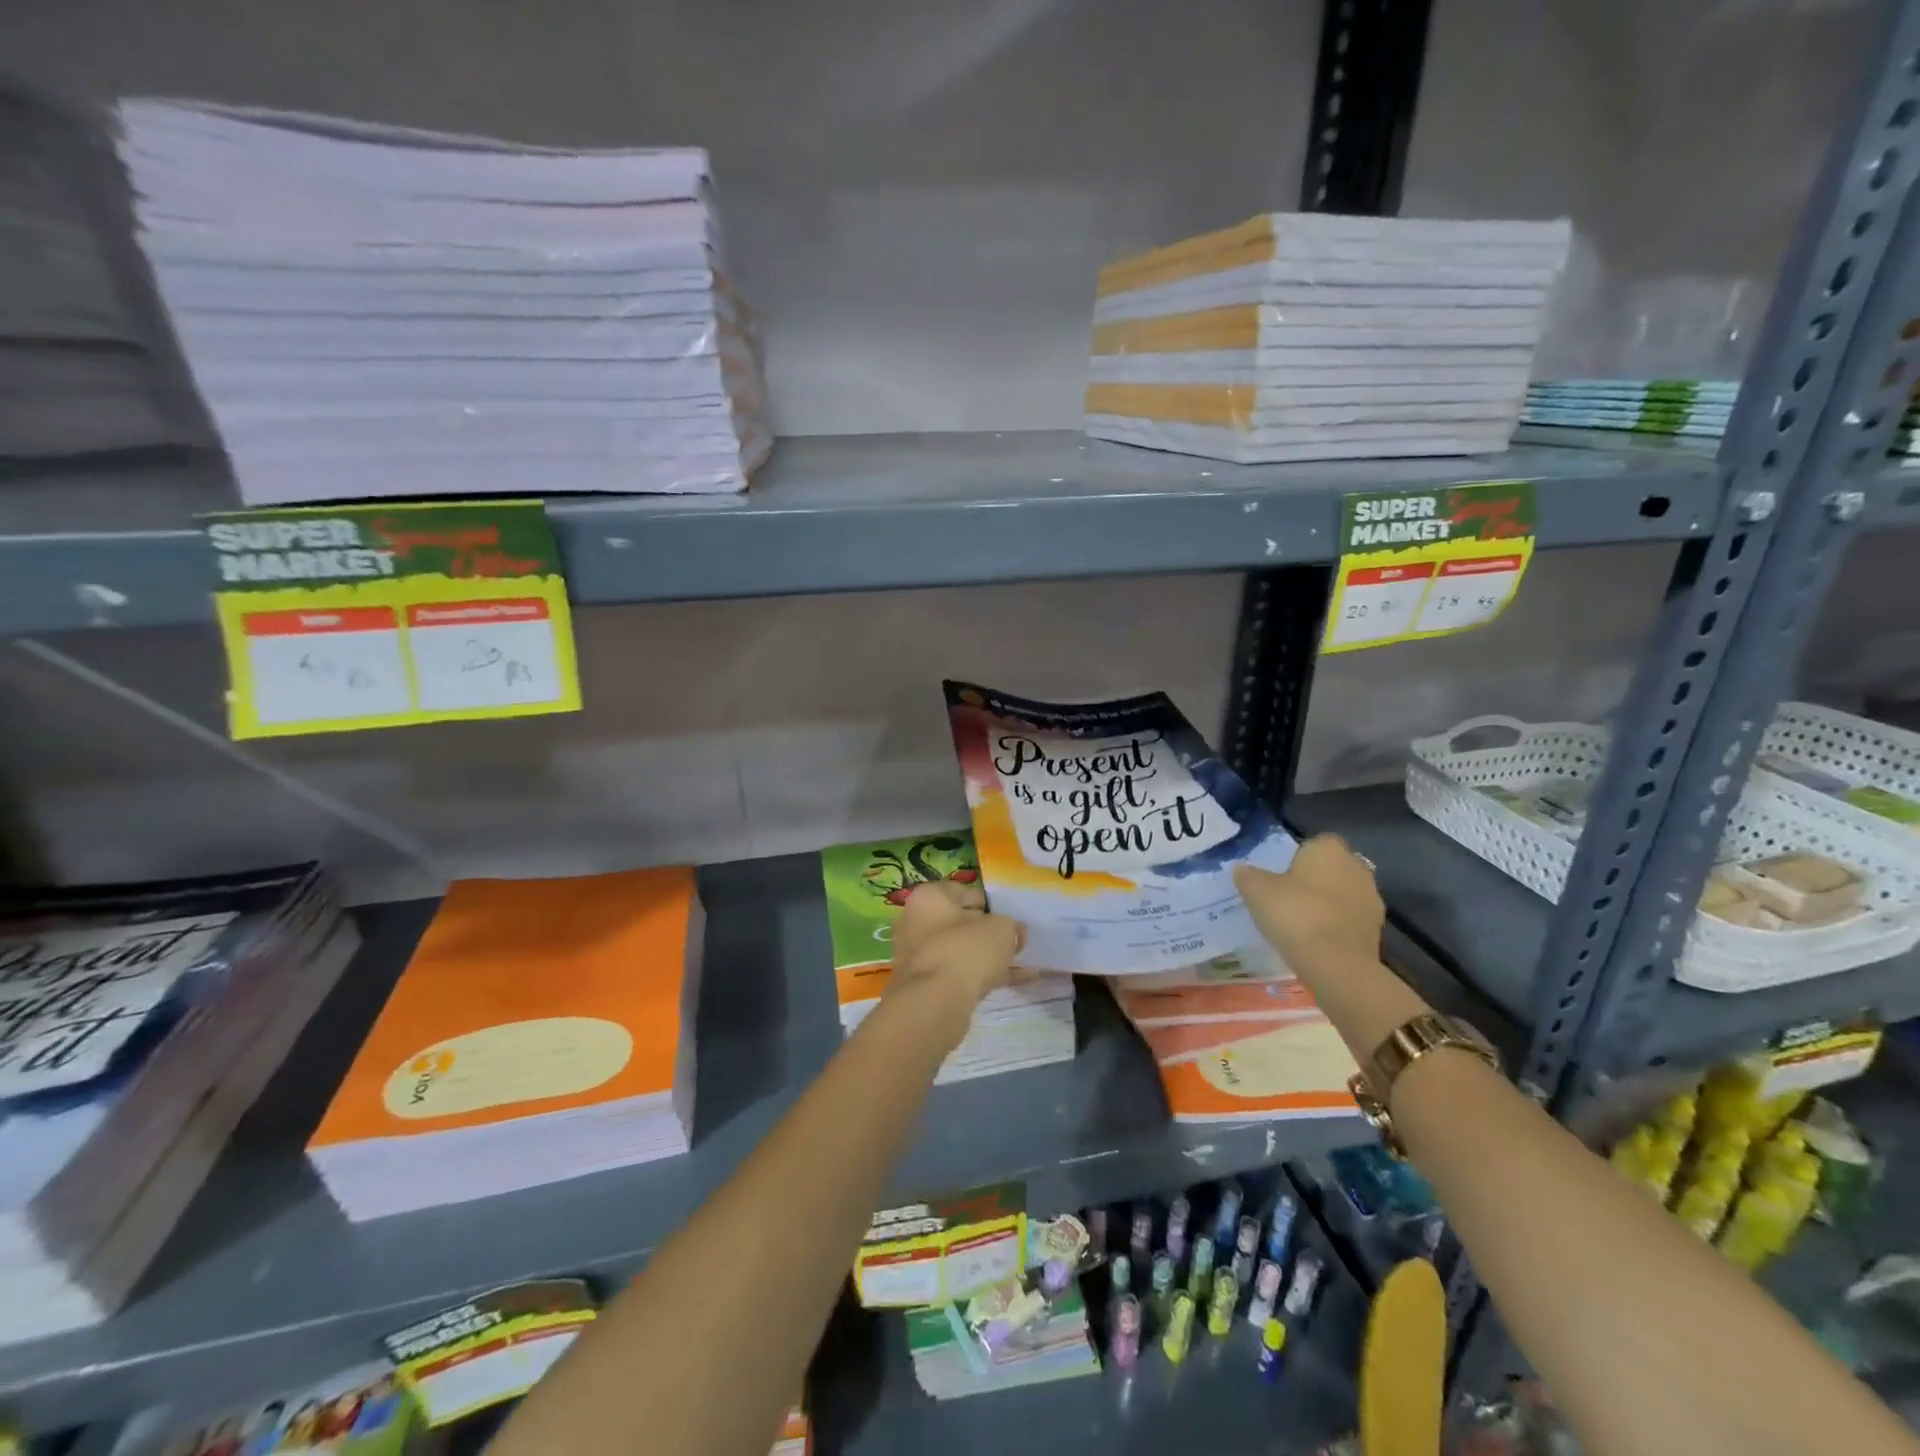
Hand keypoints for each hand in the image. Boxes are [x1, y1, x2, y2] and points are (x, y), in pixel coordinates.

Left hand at [885, 880, 1024, 1026]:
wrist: (935, 1003)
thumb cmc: (966, 950)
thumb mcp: (1001, 929)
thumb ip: (1011, 926)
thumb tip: (1014, 933)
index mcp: (929, 898)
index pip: (964, 892)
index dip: (991, 903)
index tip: (1010, 916)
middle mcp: (917, 922)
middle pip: (961, 923)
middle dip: (989, 932)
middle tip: (1015, 941)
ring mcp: (920, 955)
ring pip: (962, 950)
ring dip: (990, 956)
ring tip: (1021, 962)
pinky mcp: (927, 984)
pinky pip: (962, 973)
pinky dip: (987, 976)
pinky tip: (1019, 982)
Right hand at [1234, 834, 1384, 979]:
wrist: (1335, 963)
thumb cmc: (1295, 913)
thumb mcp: (1256, 891)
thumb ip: (1247, 875)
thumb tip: (1242, 869)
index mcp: (1329, 849)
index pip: (1315, 843)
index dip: (1299, 857)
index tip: (1282, 875)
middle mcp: (1356, 867)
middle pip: (1332, 867)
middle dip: (1316, 879)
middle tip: (1290, 898)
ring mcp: (1371, 898)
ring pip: (1344, 893)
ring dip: (1329, 903)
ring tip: (1303, 923)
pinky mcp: (1378, 929)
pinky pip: (1351, 919)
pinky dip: (1338, 925)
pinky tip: (1318, 940)